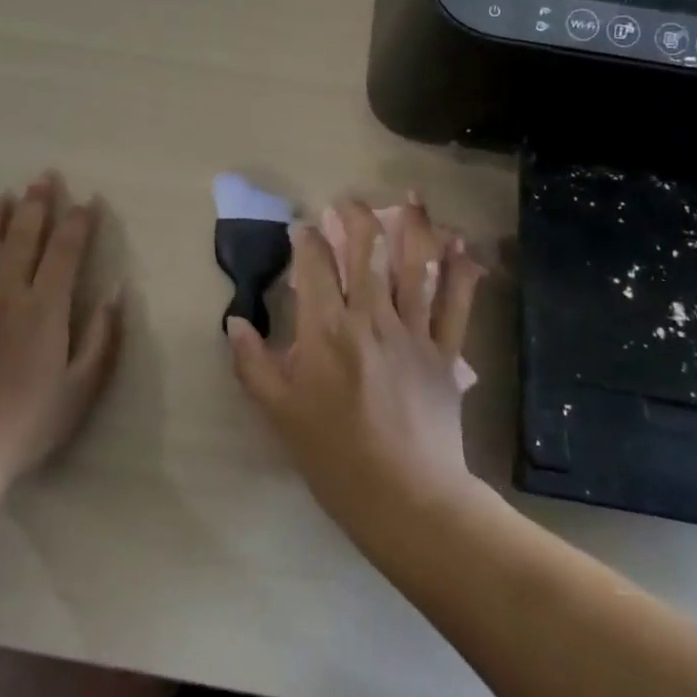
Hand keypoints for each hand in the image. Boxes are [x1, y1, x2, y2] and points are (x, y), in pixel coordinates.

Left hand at [0, 173, 122, 488]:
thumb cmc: (28, 423)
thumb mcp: (81, 388)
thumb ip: (101, 337)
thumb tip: (118, 292)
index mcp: (45, 309)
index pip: (66, 252)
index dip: (78, 223)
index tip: (88, 201)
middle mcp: (6, 296)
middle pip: (22, 239)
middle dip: (36, 205)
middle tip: (42, 178)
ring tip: (2, 197)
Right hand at [228, 197, 485, 548]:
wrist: (406, 500)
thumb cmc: (334, 458)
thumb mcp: (279, 414)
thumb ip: (253, 364)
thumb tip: (234, 322)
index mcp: (326, 331)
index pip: (314, 266)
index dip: (306, 239)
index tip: (301, 229)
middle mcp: (370, 318)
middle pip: (366, 251)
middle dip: (356, 217)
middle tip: (348, 202)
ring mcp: (413, 332)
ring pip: (415, 265)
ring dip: (414, 226)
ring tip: (412, 197)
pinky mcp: (445, 352)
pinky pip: (456, 304)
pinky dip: (461, 272)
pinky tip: (462, 245)